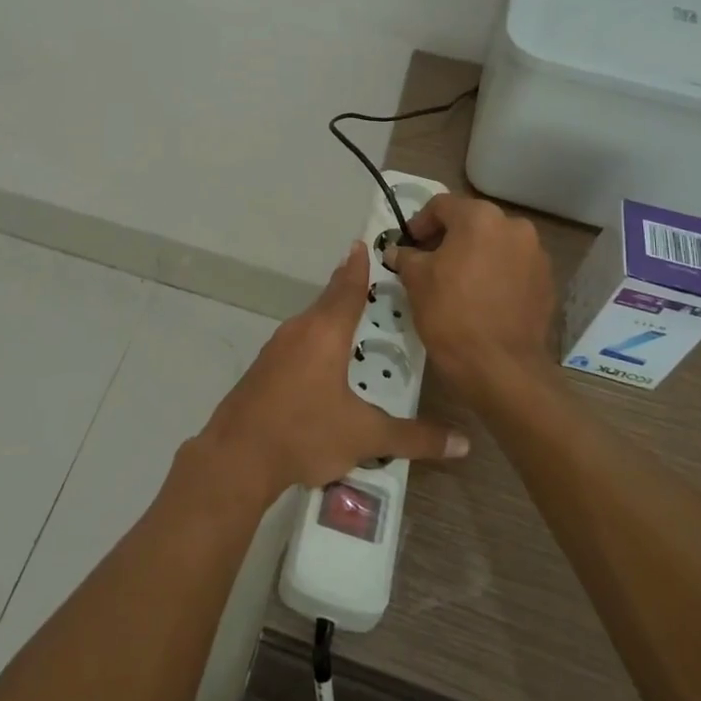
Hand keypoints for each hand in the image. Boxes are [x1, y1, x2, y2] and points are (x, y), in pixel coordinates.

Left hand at [198, 243, 468, 504]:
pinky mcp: (264, 369)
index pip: (347, 288)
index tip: (363, 244)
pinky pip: (298, 344)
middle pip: (329, 302)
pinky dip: (317, 343)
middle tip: (377, 289)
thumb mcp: (366, 436)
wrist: (237, 456)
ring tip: (358, 326)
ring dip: (333, 320)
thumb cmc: (305, 432)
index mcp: (325, 332)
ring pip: (312, 324)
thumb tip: (463, 443)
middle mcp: (299, 330)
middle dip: (350, 292)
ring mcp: (276, 349)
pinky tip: (327, 365)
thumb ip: (414, 438)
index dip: (358, 267)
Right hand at [384, 194, 556, 398]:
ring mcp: (536, 255)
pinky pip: (513, 268)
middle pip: (472, 222)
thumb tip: (397, 252)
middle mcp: (514, 226)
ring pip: (495, 245)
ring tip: (456, 282)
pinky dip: (495, 274)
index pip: (441, 206)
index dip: (419, 223)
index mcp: (480, 217)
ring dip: (474, 255)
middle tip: (428, 262)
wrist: (501, 367)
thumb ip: (406, 256)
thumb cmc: (451, 314)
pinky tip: (481, 298)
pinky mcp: (547, 283)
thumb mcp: (416, 280)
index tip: (408, 244)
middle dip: (448, 238)